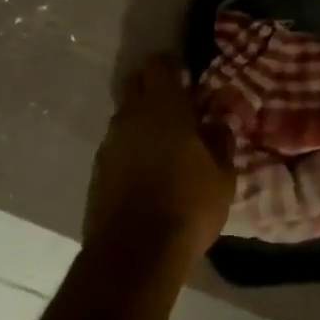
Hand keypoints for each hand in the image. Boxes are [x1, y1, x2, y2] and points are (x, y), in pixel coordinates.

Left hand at [85, 55, 234, 258]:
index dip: (173, 66)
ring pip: (125, 116)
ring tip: (166, 142)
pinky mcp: (97, 171)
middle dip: (155, 87)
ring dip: (143, 120)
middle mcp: (130, 117)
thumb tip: (218, 121)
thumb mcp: (222, 175)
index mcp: (163, 107)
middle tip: (179, 106)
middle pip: (137, 85)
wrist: (134, 254)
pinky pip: (117, 145)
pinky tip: (148, 169)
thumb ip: (221, 140)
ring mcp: (109, 144)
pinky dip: (132, 147)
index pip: (159, 65)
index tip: (189, 78)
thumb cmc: (188, 205)